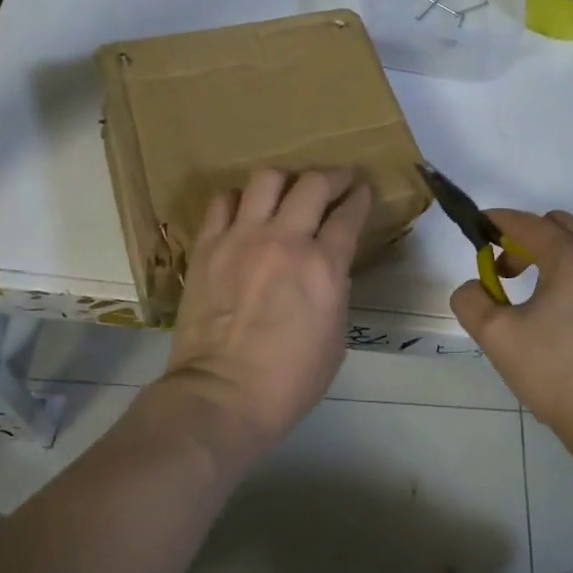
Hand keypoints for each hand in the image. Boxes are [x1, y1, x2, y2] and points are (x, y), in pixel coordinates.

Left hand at [164, 168, 372, 456]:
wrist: (222, 395)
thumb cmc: (289, 380)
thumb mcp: (335, 337)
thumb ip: (335, 289)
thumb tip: (327, 266)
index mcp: (323, 266)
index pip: (349, 214)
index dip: (360, 197)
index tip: (363, 190)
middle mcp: (286, 240)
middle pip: (313, 183)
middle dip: (333, 176)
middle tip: (338, 181)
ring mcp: (242, 238)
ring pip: (267, 179)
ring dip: (286, 180)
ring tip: (289, 191)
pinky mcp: (208, 245)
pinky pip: (223, 201)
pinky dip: (239, 199)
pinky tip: (246, 211)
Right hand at [450, 210, 572, 443]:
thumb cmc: (556, 374)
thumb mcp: (497, 336)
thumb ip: (471, 299)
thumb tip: (476, 286)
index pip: (528, 224)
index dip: (499, 222)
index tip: (480, 229)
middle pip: (562, 228)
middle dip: (529, 240)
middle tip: (507, 273)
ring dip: (559, 263)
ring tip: (541, 303)